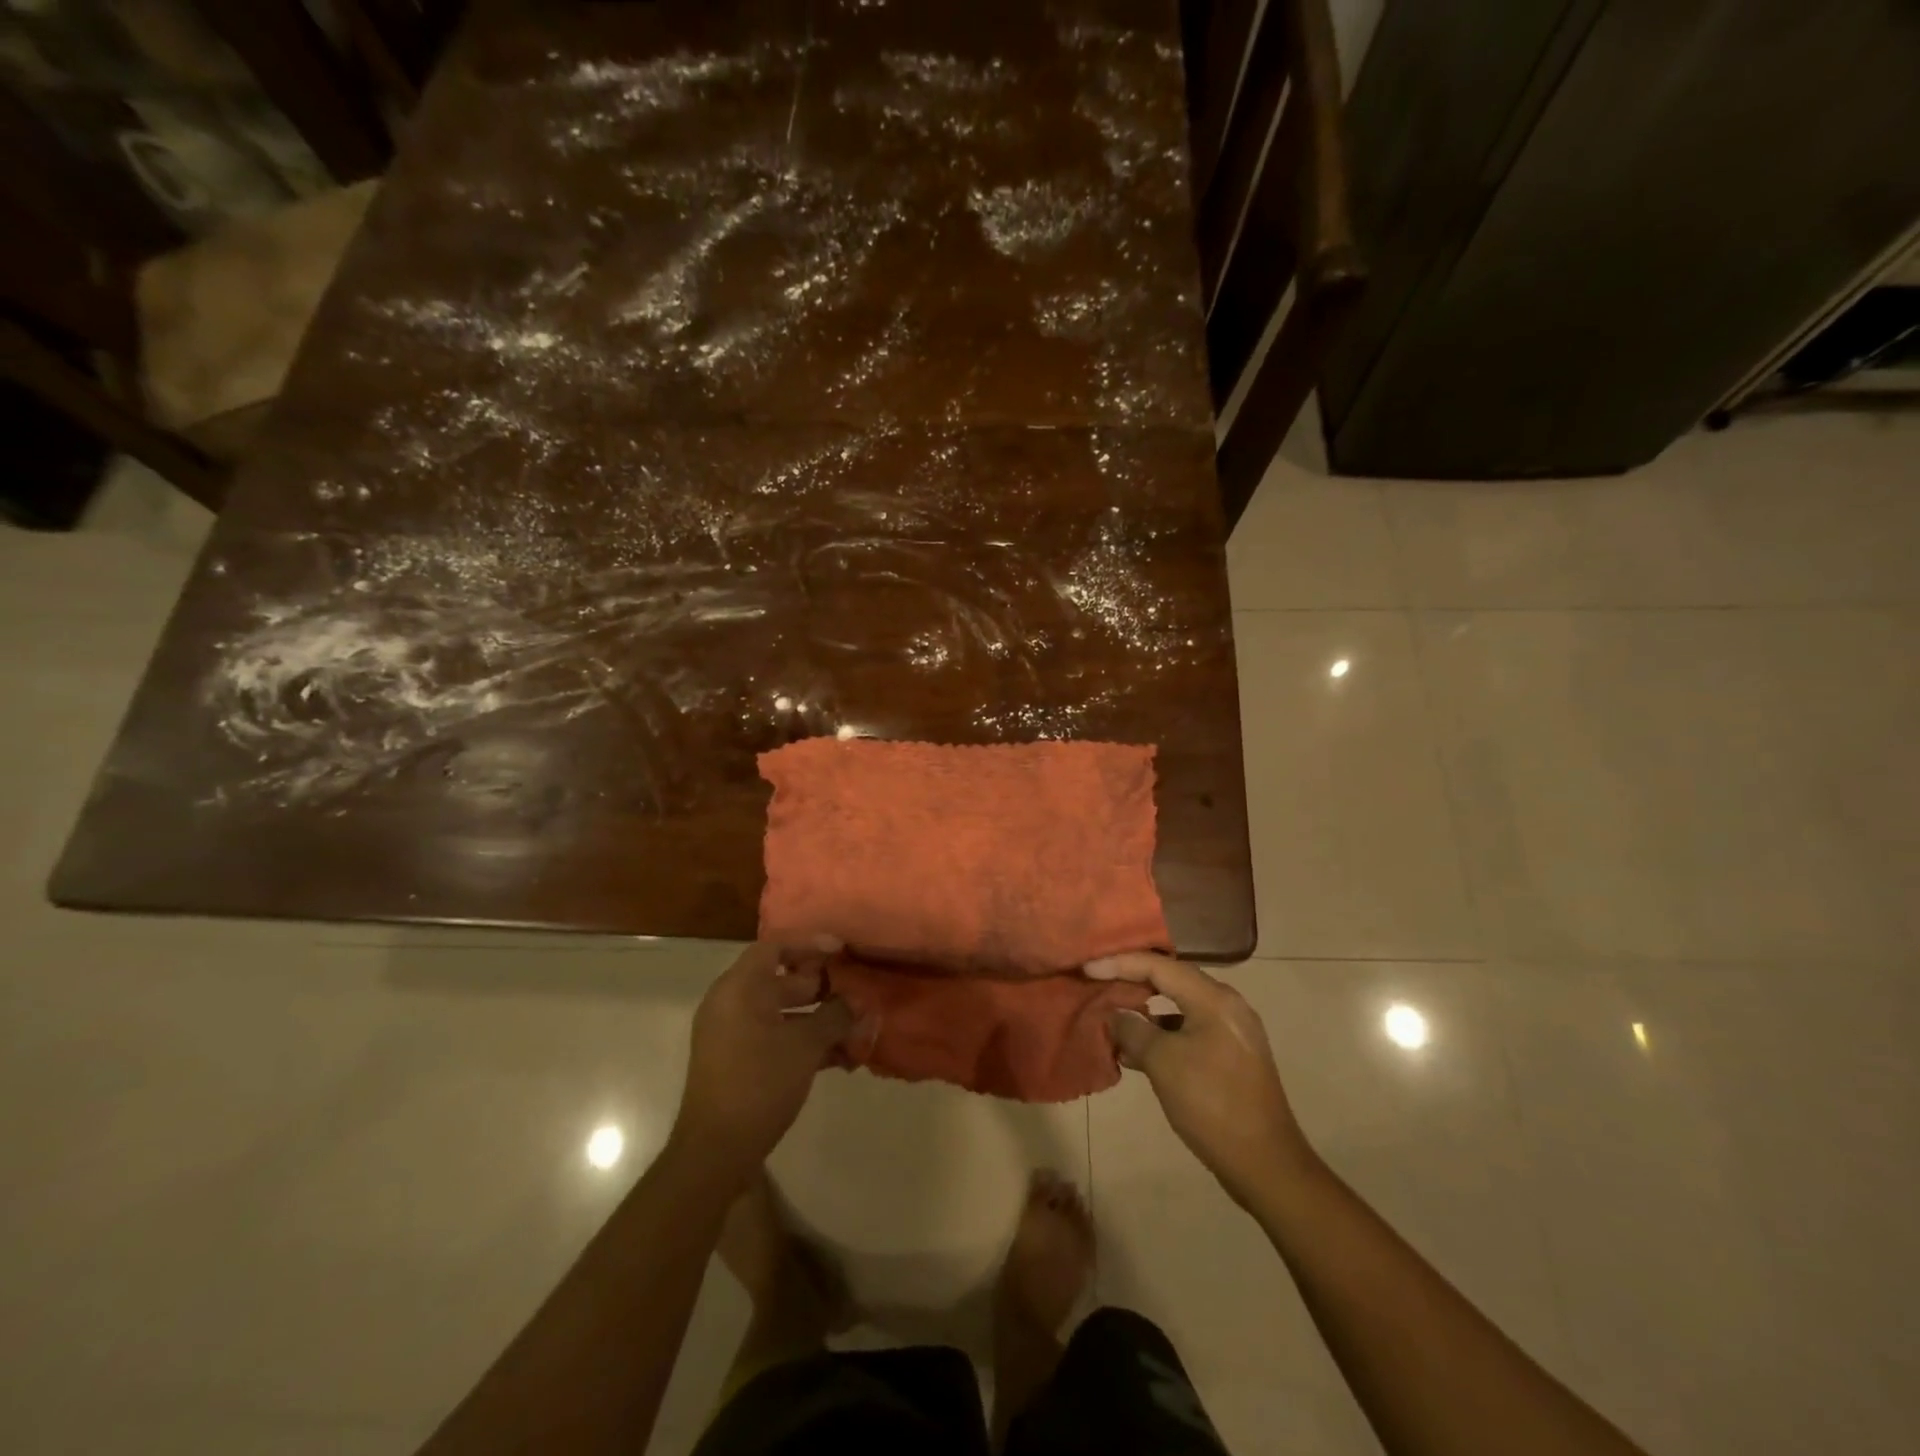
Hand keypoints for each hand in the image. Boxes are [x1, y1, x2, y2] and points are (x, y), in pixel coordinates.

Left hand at [669, 939, 869, 1186]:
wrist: (715, 1152)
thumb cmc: (760, 1083)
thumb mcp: (805, 1045)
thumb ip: (835, 1016)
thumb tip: (858, 1002)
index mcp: (739, 988)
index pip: (775, 946)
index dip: (810, 944)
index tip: (841, 951)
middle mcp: (730, 1003)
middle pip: (780, 979)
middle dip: (820, 987)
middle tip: (853, 993)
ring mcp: (731, 1034)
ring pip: (781, 1013)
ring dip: (817, 1019)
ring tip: (854, 1032)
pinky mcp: (736, 1061)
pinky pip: (774, 1037)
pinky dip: (802, 1041)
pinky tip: (838, 1059)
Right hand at [1087, 953, 1313, 1206]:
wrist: (1266, 1164)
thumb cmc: (1211, 1104)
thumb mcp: (1163, 1063)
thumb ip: (1133, 1030)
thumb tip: (1116, 1015)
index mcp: (1213, 999)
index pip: (1158, 965)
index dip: (1119, 963)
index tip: (1086, 968)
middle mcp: (1226, 1005)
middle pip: (1170, 980)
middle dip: (1131, 981)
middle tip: (1097, 983)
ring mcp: (1231, 1031)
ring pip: (1178, 1007)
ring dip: (1144, 1012)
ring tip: (1110, 1018)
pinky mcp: (1230, 1057)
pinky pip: (1187, 1031)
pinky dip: (1160, 1034)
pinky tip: (1135, 1053)